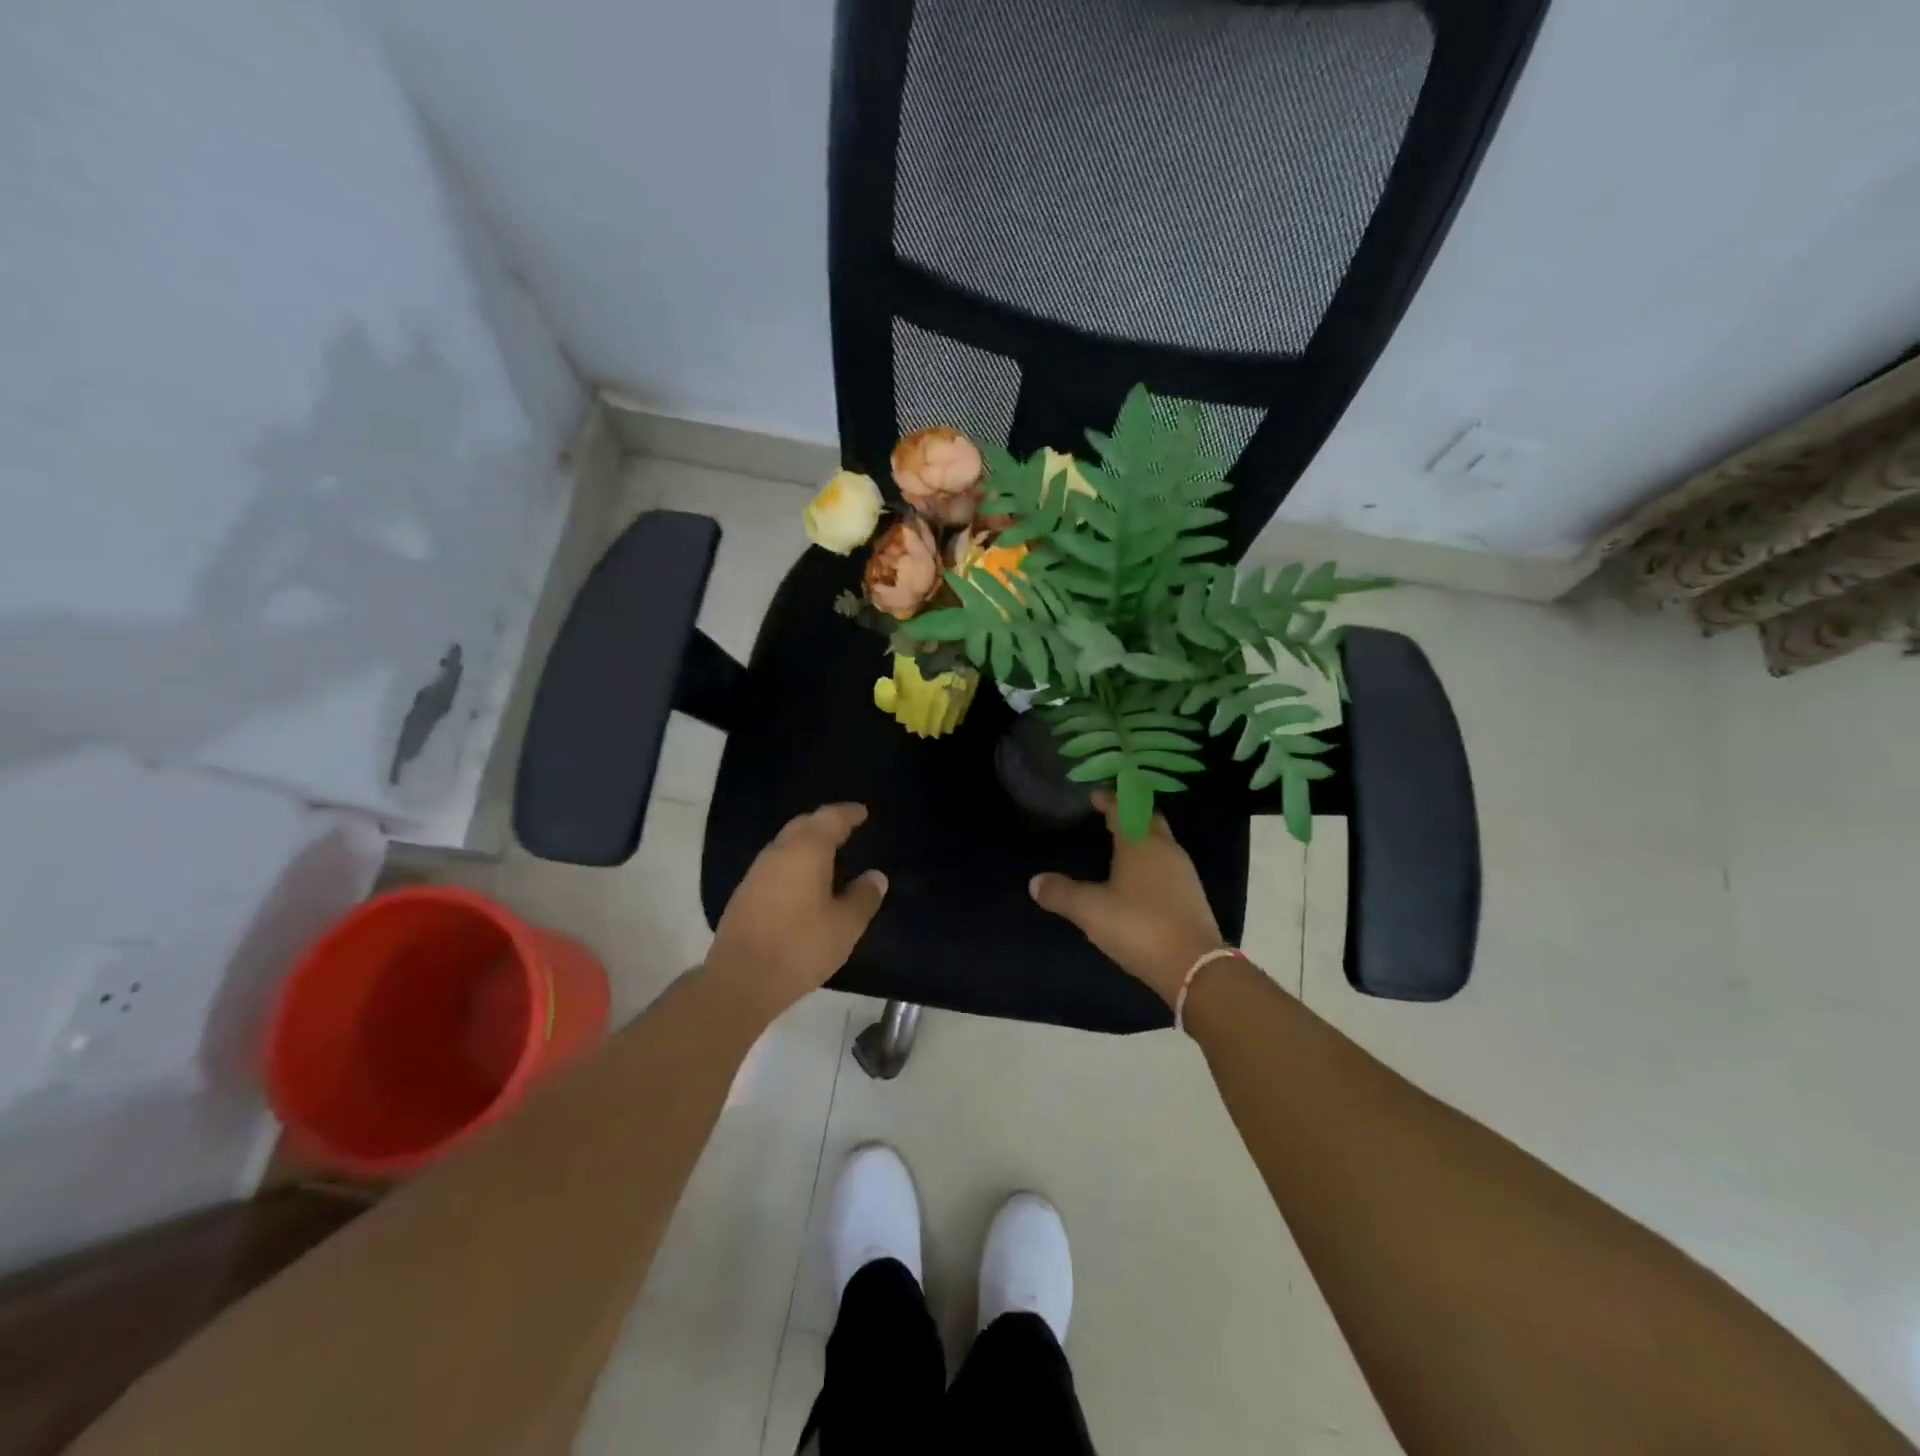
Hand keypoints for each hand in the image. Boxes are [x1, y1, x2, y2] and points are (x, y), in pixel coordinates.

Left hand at [703, 803, 887, 1021]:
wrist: (741, 979)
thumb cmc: (801, 945)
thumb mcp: (845, 925)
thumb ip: (864, 896)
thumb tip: (876, 876)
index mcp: (807, 849)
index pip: (831, 818)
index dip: (849, 813)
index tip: (863, 812)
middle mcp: (779, 851)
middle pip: (804, 824)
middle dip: (826, 822)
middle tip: (847, 827)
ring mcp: (757, 872)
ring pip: (787, 843)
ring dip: (808, 842)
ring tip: (829, 853)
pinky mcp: (745, 894)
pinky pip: (776, 864)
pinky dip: (795, 862)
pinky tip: (804, 880)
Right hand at [1029, 791, 1226, 1004]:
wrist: (1194, 966)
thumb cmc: (1138, 926)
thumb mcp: (1090, 910)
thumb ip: (1061, 893)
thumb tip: (1035, 882)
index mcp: (1140, 843)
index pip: (1123, 808)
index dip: (1108, 799)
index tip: (1094, 795)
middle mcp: (1165, 850)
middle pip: (1148, 820)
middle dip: (1130, 814)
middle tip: (1109, 816)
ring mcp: (1184, 872)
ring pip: (1161, 843)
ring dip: (1143, 838)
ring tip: (1120, 847)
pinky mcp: (1192, 895)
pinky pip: (1169, 866)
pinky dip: (1152, 863)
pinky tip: (1140, 880)